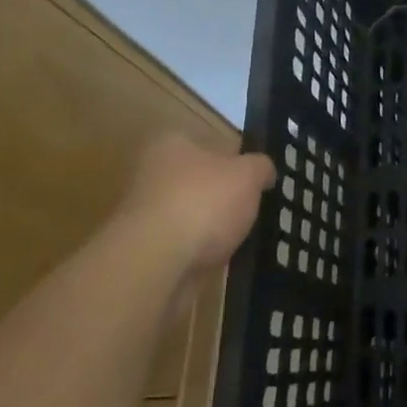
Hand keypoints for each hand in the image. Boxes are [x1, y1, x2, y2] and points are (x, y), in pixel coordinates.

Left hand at [112, 134, 274, 273]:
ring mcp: (142, 214)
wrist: (155, 262)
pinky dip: (197, 252)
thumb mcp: (248, 175)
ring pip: (188, 215)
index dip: (233, 160)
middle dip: (219, 196)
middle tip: (249, 209)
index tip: (252, 179)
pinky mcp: (143, 250)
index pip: (207, 143)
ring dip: (208, 227)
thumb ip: (260, 167)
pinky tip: (216, 260)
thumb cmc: (204, 202)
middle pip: (196, 181)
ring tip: (237, 239)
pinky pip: (180, 246)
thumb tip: (264, 171)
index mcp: (172, 144)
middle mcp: (150, 173)